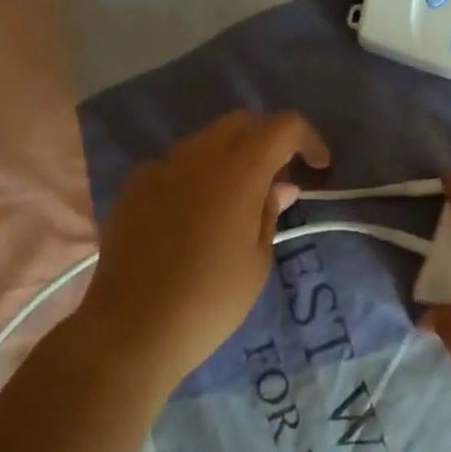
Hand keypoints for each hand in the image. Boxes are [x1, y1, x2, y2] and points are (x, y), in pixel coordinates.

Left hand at [78, 110, 330, 383]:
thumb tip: (280, 186)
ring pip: (205, 142)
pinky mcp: (133, 187)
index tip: (318, 166)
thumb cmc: (211, 300)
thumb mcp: (257, 260)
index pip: (283, 127)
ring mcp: (159, 168)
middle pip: (241, 123)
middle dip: (267, 141)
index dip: (307, 139)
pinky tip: (194, 216)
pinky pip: (174, 166)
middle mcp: (197, 156)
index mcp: (238, 171)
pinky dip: (196, 177)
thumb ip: (270, 212)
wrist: (133, 328)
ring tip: (237, 201)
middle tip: (278, 180)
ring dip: (230, 157)